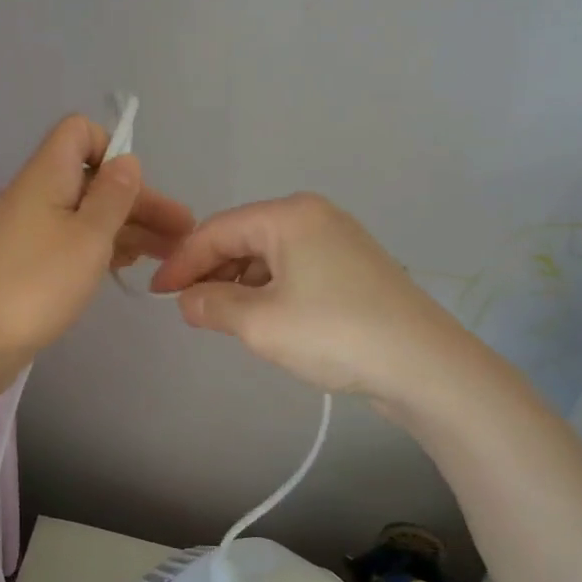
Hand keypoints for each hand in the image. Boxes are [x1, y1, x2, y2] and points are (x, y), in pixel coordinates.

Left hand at [0, 116, 193, 384]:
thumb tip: (126, 160)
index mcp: (48, 175)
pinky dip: (104, 245)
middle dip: (139, 201)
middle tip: (182, 232)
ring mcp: (33, 228)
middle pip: (94, 179)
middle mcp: (39, 193)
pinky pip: (74, 238)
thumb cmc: (39, 281)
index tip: (134, 188)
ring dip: (129, 227)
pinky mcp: (31, 259)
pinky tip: (131, 263)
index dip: (112, 149)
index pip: (80, 132)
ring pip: (88, 213)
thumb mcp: (88, 237)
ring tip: (169, 253)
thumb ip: (113, 196)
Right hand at [149, 193, 471, 407]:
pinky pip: (294, 268)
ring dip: (239, 282)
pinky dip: (269, 289)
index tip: (157, 293)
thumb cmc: (334, 334)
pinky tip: (261, 316)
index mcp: (289, 215)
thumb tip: (188, 299)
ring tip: (220, 316)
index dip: (182, 261)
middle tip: (186, 307)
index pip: (217, 229)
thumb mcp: (260, 323)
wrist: (425, 366)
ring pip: (269, 254)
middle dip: (210, 270)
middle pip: (243, 236)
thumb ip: (213, 305)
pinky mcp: (353, 266)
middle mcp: (313, 215)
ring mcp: (338, 239)